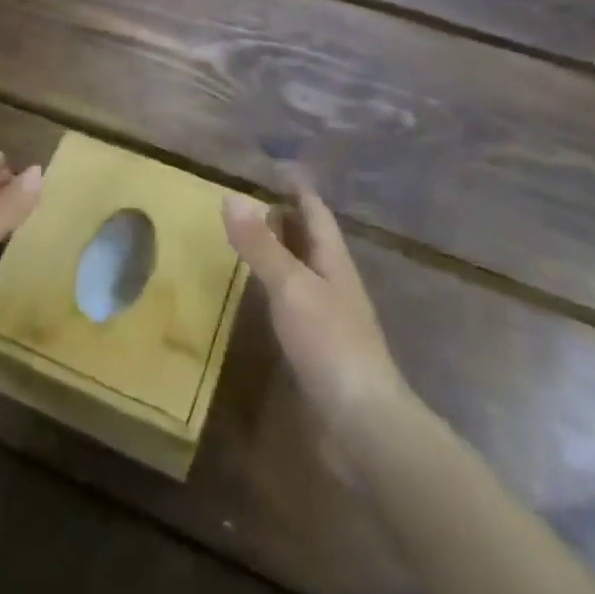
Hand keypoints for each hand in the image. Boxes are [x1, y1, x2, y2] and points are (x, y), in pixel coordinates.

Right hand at [223, 180, 407, 455]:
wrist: (362, 425)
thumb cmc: (330, 343)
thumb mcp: (291, 287)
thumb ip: (261, 245)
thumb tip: (232, 196)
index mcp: (333, 263)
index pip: (316, 214)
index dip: (298, 190)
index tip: (276, 169)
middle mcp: (334, 285)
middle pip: (311, 242)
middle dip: (287, 219)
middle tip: (251, 200)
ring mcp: (329, 320)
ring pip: (302, 273)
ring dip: (280, 254)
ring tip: (249, 241)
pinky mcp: (318, 351)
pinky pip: (294, 305)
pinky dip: (274, 290)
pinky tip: (258, 297)